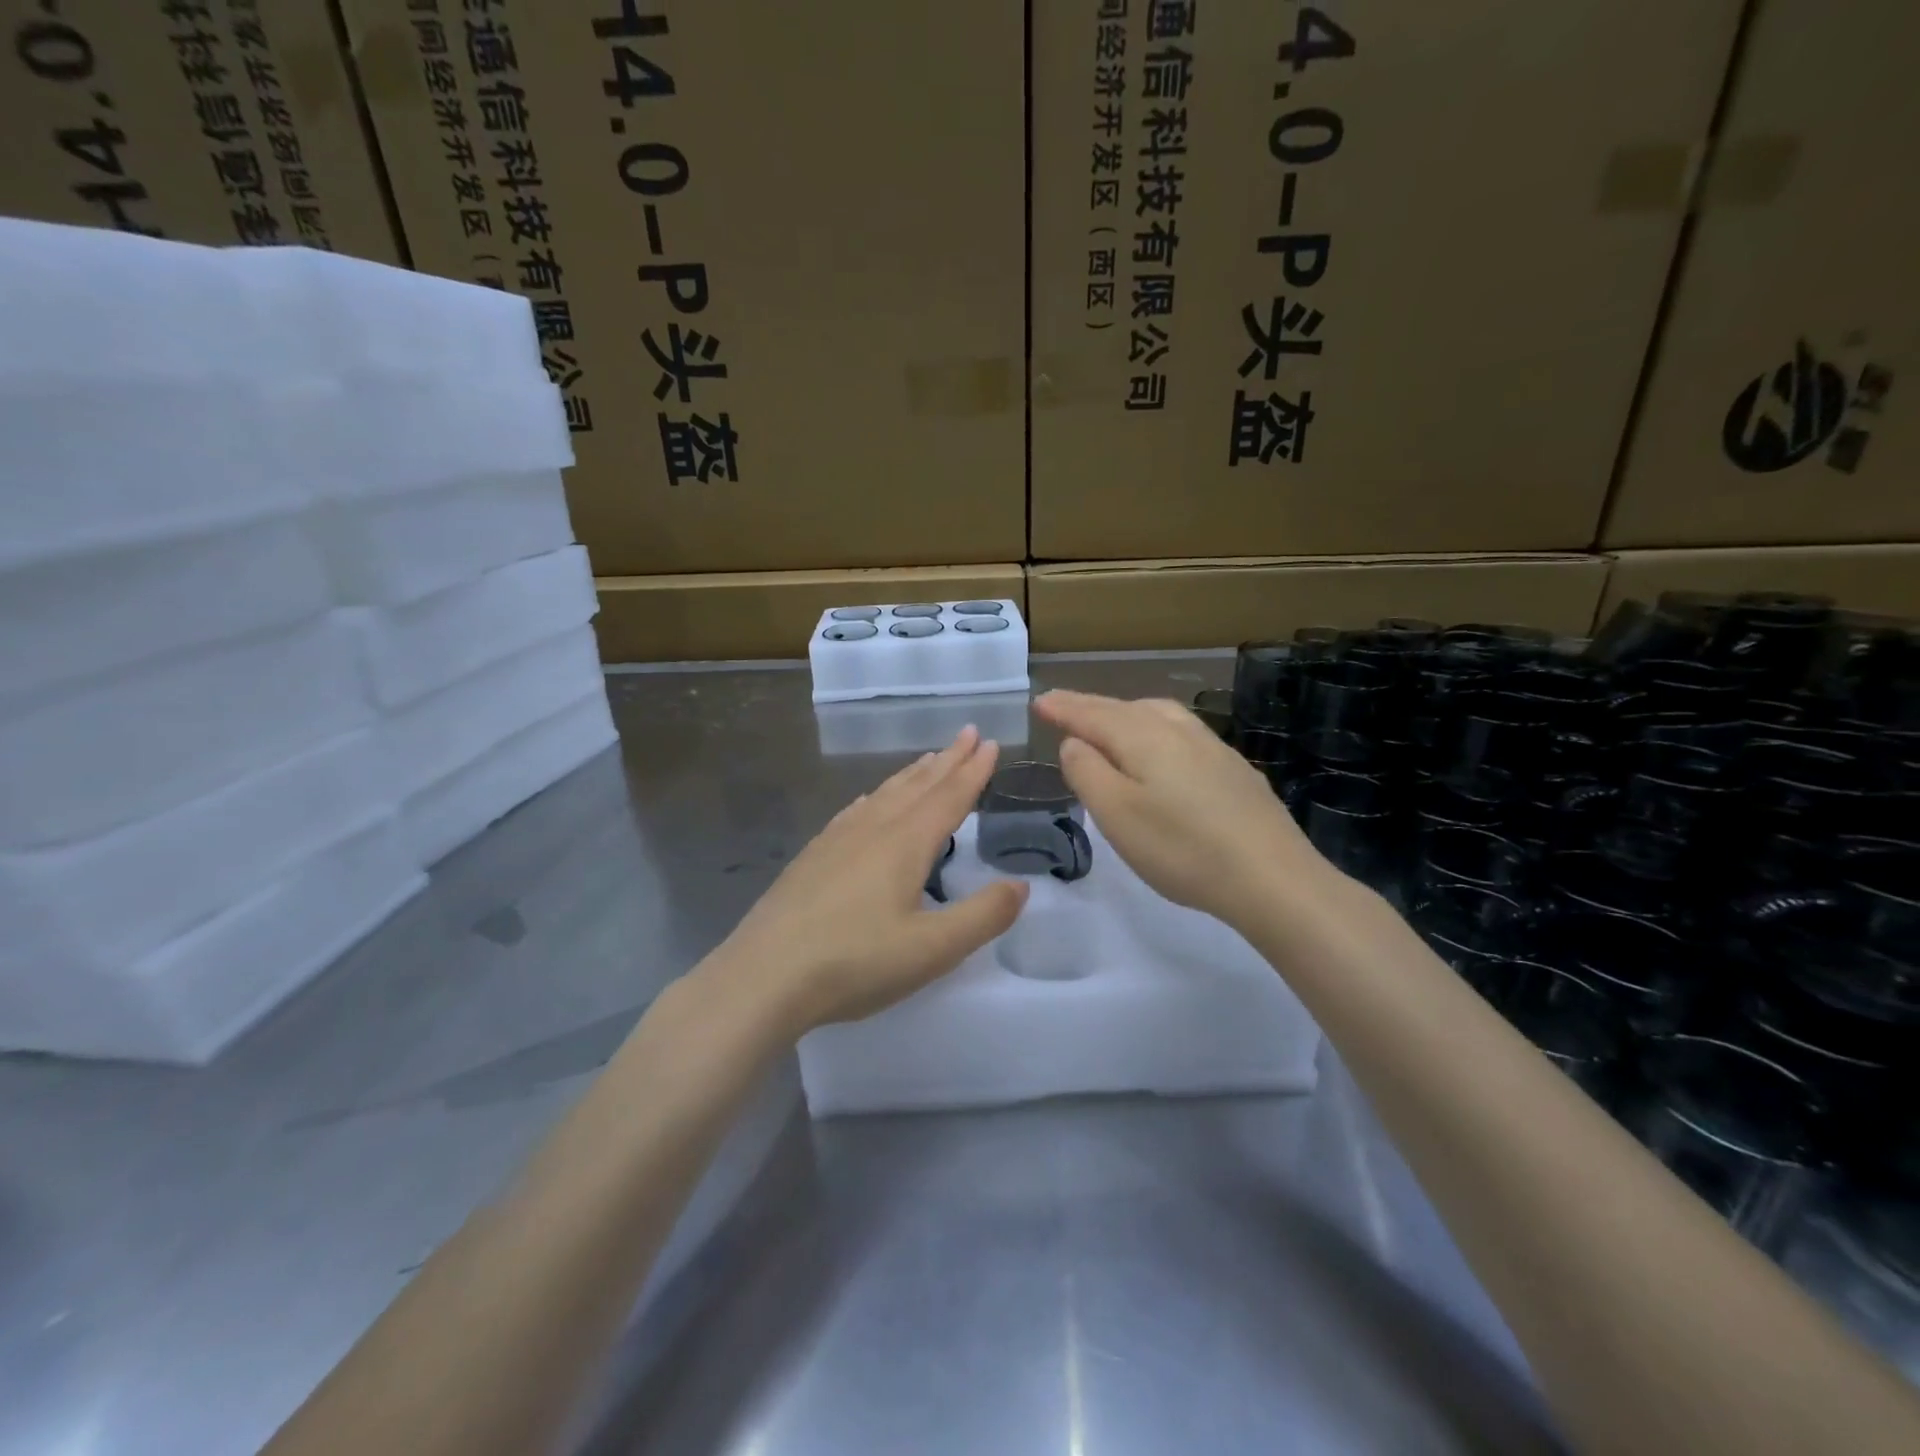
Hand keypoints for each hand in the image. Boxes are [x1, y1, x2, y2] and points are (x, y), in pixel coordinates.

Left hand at [703, 727, 1027, 1037]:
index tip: (991, 743)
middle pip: (918, 786)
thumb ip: (983, 916)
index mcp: (905, 844)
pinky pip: (855, 810)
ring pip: (884, 794)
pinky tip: (869, 801)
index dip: (974, 771)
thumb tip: (1020, 885)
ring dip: (913, 774)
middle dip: (948, 760)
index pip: (949, 797)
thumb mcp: (932, 949)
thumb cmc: (854, 962)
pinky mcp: (813, 856)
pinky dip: (876, 796)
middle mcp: (872, 829)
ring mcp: (837, 840)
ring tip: (930, 759)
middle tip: (968, 733)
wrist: (763, 976)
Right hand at [1036, 690, 1335, 927]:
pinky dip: (1154, 730)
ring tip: (1108, 722)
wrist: (1272, 877)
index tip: (1040, 702)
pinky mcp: (1233, 769)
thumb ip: (1087, 772)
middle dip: (1090, 707)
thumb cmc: (1182, 848)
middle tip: (1064, 709)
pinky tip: (1162, 750)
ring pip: (1158, 715)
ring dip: (1125, 713)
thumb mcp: (1117, 814)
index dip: (1063, 708)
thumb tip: (1075, 743)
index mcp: (1144, 736)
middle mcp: (1178, 730)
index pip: (1092, 714)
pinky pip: (1180, 732)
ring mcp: (1212, 746)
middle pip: (1125, 708)